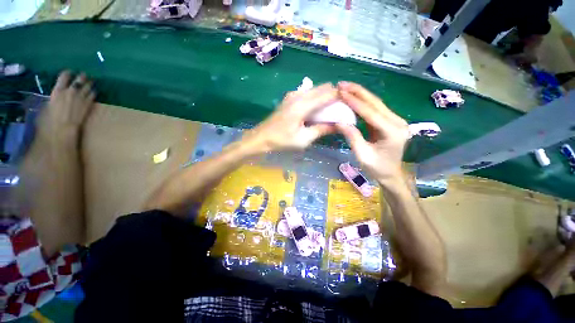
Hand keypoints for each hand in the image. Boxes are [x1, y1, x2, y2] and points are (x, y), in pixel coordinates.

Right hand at [38, 71, 95, 142]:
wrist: (63, 127)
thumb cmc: (51, 118)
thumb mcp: (49, 104)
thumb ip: (55, 97)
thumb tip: (58, 95)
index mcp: (58, 90)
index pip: (64, 76)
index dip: (68, 73)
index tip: (70, 72)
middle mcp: (70, 91)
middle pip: (79, 79)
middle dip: (82, 76)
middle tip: (84, 74)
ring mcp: (80, 97)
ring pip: (88, 86)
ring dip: (89, 83)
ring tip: (91, 81)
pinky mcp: (88, 103)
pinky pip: (92, 94)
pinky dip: (93, 91)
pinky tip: (93, 91)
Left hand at [242, 83, 337, 151]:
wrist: (262, 137)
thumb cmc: (282, 140)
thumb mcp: (304, 139)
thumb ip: (322, 130)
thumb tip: (339, 125)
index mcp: (303, 105)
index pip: (328, 94)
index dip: (341, 97)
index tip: (349, 106)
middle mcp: (299, 95)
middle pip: (323, 88)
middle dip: (334, 96)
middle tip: (340, 110)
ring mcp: (293, 95)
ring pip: (316, 89)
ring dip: (325, 97)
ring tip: (330, 111)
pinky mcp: (290, 98)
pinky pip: (308, 93)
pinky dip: (316, 98)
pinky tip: (317, 110)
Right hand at [335, 82, 408, 185]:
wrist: (392, 174)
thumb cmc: (377, 168)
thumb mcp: (362, 155)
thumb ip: (352, 137)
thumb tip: (338, 122)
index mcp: (392, 132)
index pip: (370, 113)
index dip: (354, 102)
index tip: (341, 93)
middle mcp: (397, 122)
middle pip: (375, 103)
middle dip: (358, 92)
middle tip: (342, 84)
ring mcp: (395, 121)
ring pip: (376, 104)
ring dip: (360, 95)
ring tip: (346, 88)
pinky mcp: (390, 122)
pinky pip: (375, 110)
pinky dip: (363, 103)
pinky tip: (354, 98)